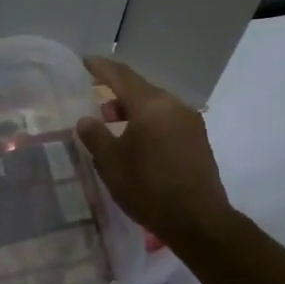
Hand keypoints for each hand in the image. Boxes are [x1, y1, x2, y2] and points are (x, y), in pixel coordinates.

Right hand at [76, 57, 232, 246]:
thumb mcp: (111, 163)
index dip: (101, 68)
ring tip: (112, 130)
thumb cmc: (149, 188)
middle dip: (115, 95)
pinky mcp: (198, 141)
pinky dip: (148, 124)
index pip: (121, 76)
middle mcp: (174, 106)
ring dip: (132, 112)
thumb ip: (95, 136)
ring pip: (155, 107)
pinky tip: (136, 144)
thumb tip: (86, 119)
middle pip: (140, 90)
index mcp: (151, 105)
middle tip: (94, 108)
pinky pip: (167, 121)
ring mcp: (190, 123)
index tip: (85, 62)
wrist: (199, 221)